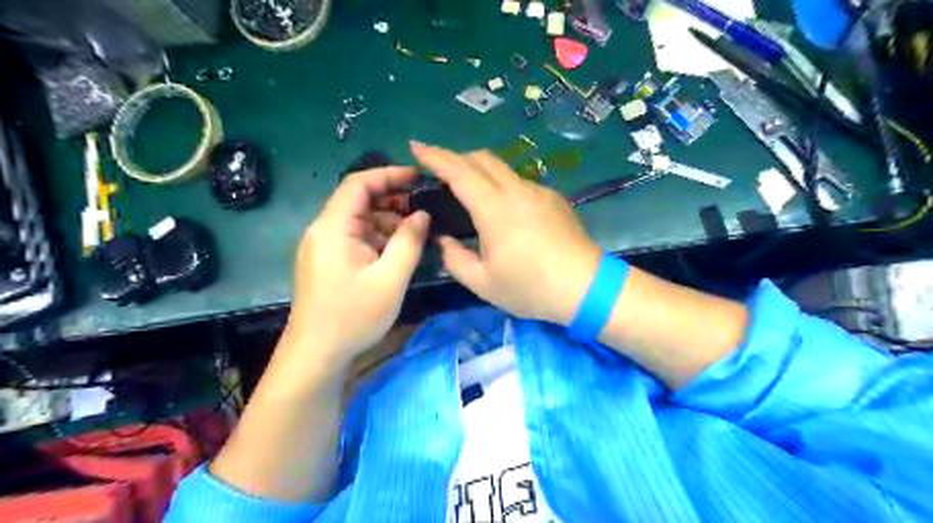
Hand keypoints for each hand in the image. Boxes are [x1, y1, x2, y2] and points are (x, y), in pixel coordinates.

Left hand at [288, 166, 429, 366]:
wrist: (316, 355)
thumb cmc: (353, 316)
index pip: (358, 183)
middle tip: (423, 209)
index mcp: (333, 227)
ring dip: (387, 222)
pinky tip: (397, 252)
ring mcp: (323, 247)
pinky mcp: (327, 262)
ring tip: (416, 233)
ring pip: (358, 221)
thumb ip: (409, 242)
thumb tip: (422, 214)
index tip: (418, 177)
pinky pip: (354, 239)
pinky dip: (377, 239)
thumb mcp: (390, 279)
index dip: (389, 174)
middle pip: (358, 201)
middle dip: (392, 200)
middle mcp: (323, 230)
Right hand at [411, 140, 601, 325]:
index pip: (459, 171)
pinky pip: (520, 182)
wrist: (586, 287)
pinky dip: (501, 185)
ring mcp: (538, 192)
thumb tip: (443, 240)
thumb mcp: (483, 283)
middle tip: (439, 172)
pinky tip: (503, 210)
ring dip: (480, 170)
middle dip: (456, 158)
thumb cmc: (531, 287)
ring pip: (502, 168)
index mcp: (494, 209)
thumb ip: (455, 259)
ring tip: (469, 191)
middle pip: (482, 159)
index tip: (416, 147)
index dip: (435, 156)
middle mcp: (516, 190)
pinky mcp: (554, 198)